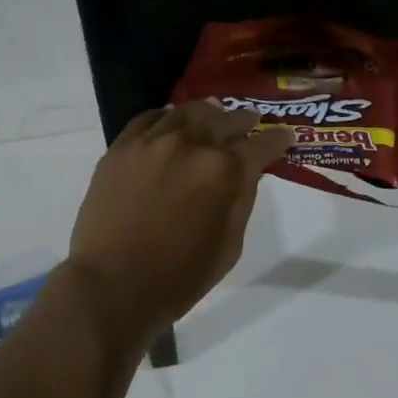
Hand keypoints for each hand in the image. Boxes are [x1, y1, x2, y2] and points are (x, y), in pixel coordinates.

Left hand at [63, 102, 294, 348]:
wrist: (112, 285)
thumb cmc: (178, 277)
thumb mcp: (229, 246)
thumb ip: (242, 200)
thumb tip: (246, 171)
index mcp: (223, 171)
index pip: (261, 145)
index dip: (277, 139)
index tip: (285, 136)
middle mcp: (191, 144)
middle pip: (225, 120)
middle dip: (244, 121)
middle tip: (252, 121)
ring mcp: (152, 141)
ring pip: (187, 112)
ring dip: (207, 112)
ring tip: (214, 113)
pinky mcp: (122, 146)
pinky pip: (148, 118)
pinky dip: (166, 116)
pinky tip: (171, 119)